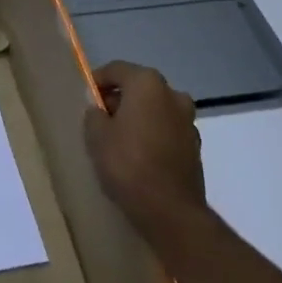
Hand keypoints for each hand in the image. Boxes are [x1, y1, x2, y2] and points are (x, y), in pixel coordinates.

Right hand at [83, 60, 208, 243]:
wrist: (171, 212)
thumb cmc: (128, 163)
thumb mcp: (96, 135)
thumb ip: (94, 114)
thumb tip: (100, 110)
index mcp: (147, 83)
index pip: (116, 70)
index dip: (98, 81)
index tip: (86, 97)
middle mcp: (173, 94)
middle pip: (139, 88)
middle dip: (120, 99)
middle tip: (100, 118)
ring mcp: (188, 121)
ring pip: (155, 109)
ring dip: (138, 117)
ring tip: (119, 139)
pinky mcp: (195, 147)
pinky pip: (167, 131)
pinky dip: (153, 135)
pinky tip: (139, 155)